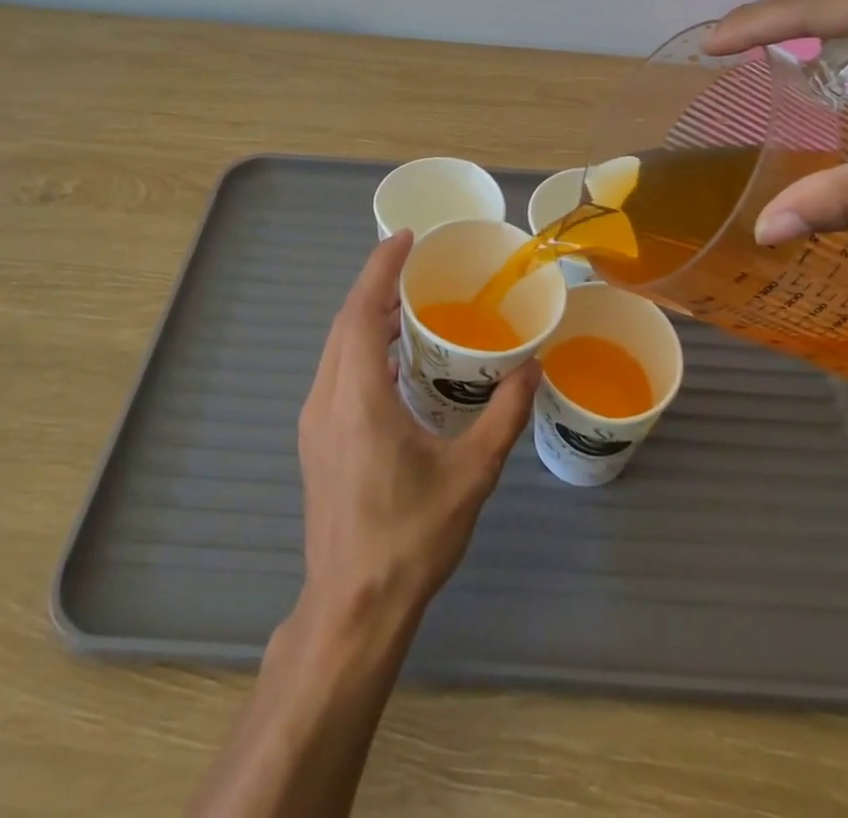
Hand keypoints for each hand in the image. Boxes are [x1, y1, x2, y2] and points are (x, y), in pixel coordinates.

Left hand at [294, 230, 538, 631]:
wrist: (352, 610)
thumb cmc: (410, 538)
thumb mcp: (470, 475)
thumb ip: (503, 416)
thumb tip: (532, 370)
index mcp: (358, 398)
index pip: (360, 311)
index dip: (380, 268)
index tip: (405, 238)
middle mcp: (326, 399)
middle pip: (344, 323)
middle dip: (375, 285)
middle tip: (416, 265)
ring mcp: (314, 422)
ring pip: (336, 348)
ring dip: (366, 317)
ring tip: (409, 305)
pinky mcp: (316, 441)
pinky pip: (336, 373)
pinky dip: (360, 348)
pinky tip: (395, 361)